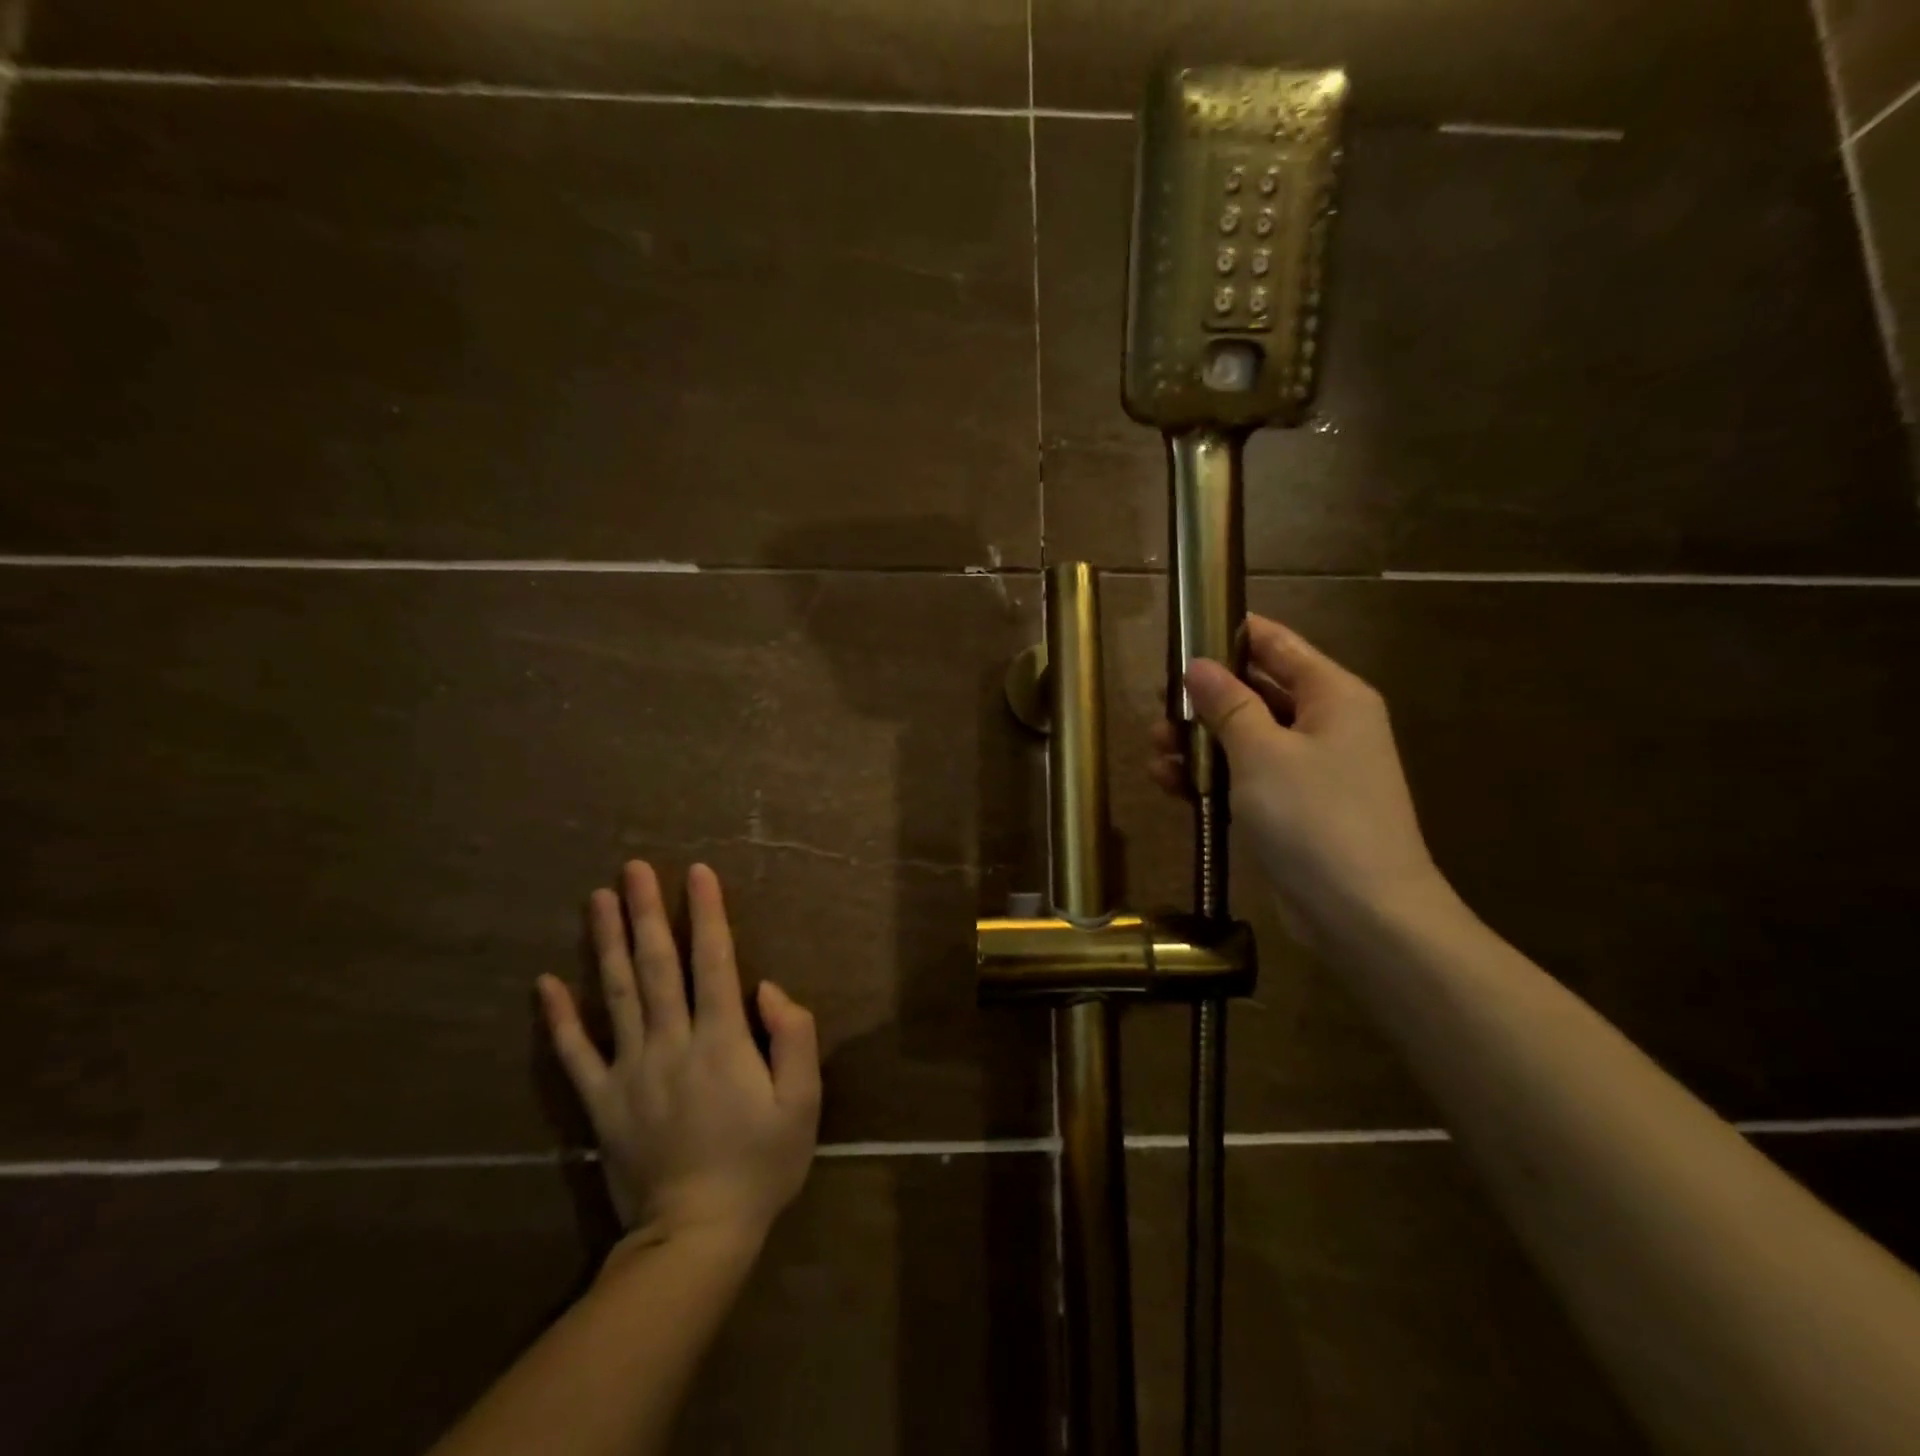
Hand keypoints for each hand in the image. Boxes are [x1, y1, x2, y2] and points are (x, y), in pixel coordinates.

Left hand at [537, 862, 820, 1247]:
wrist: (695, 1238)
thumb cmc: (761, 1165)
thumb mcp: (802, 1103)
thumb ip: (794, 1038)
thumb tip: (769, 988)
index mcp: (721, 1040)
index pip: (713, 962)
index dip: (707, 913)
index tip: (697, 872)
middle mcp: (671, 1043)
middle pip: (657, 966)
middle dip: (647, 912)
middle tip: (633, 869)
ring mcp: (630, 1071)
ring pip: (617, 995)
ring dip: (607, 944)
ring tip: (598, 900)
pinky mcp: (602, 1102)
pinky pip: (575, 1054)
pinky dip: (560, 1018)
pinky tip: (546, 983)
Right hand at [1151, 616, 1442, 941]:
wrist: (1363, 914)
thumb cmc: (1315, 817)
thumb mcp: (1262, 752)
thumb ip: (1228, 704)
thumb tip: (1197, 665)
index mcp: (1332, 696)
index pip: (1278, 645)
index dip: (1230, 635)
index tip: (1182, 634)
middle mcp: (1325, 725)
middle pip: (1256, 692)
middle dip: (1204, 700)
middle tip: (1158, 709)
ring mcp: (1310, 770)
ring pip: (1245, 739)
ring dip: (1200, 743)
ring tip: (1154, 752)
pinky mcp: (1294, 809)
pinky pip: (1246, 778)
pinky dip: (1212, 778)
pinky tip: (1170, 785)